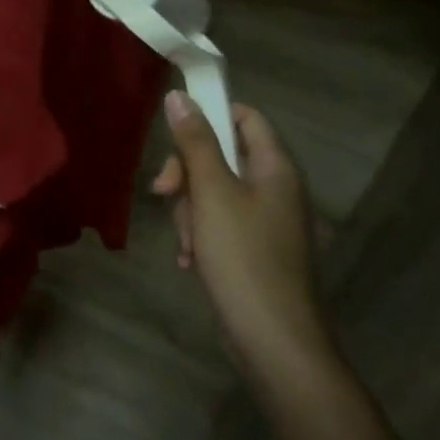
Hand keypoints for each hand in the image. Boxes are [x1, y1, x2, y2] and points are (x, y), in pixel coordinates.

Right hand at [152, 94, 333, 382]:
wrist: (275, 343)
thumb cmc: (244, 258)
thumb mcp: (211, 193)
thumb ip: (195, 142)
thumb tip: (179, 96)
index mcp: (275, 167)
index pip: (244, 115)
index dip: (210, 114)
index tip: (173, 133)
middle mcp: (276, 188)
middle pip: (222, 154)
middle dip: (187, 172)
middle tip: (163, 192)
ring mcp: (267, 220)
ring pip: (214, 190)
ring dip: (190, 209)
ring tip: (187, 242)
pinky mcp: (256, 248)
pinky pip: (219, 222)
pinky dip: (201, 234)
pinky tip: (191, 259)